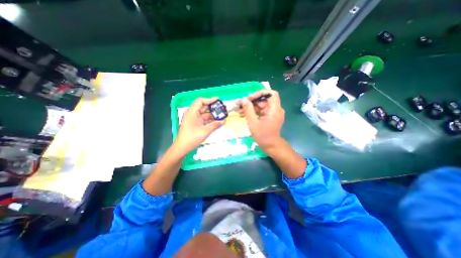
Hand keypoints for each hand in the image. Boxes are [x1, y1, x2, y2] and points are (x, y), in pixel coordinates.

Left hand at [175, 97, 224, 154]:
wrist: (182, 147)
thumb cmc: (192, 138)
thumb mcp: (205, 131)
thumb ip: (215, 125)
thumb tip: (223, 121)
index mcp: (192, 112)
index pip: (201, 101)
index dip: (209, 99)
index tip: (218, 100)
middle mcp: (193, 114)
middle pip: (203, 107)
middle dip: (213, 107)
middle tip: (222, 108)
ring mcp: (194, 119)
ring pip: (205, 113)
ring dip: (212, 114)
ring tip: (222, 115)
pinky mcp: (196, 124)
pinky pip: (204, 119)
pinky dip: (210, 119)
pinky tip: (217, 121)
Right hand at [238, 89, 285, 150]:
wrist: (270, 146)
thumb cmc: (263, 136)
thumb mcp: (253, 123)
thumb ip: (248, 110)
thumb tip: (244, 99)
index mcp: (274, 109)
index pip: (271, 94)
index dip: (260, 93)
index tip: (250, 98)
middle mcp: (275, 109)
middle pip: (263, 100)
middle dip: (251, 101)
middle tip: (239, 104)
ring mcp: (272, 113)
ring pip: (260, 105)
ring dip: (250, 107)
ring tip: (238, 110)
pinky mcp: (269, 116)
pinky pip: (261, 111)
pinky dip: (253, 112)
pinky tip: (243, 114)